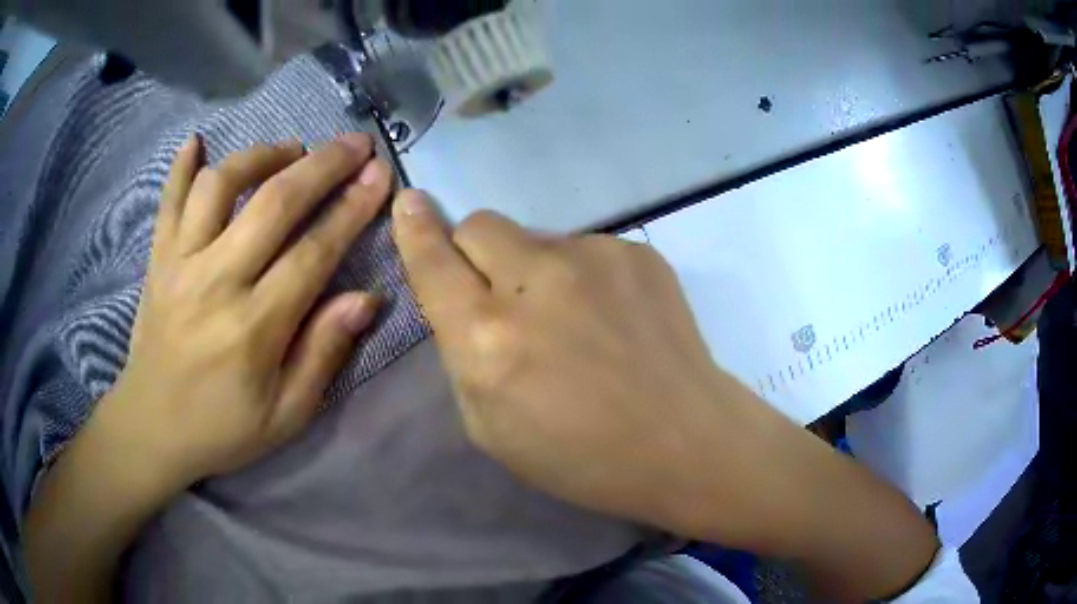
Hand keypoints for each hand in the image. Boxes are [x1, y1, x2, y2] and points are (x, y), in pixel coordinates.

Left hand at [101, 133, 392, 486]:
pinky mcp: (157, 259)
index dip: (352, 209)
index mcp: (253, 327)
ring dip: (261, 156)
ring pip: (220, 185)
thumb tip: (366, 298)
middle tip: (354, 143)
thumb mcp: (286, 415)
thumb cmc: (222, 428)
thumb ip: (323, 353)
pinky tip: (197, 141)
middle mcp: (215, 281)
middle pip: (273, 203)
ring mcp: (180, 263)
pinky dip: (181, 166)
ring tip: (290, 150)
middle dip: (322, 165)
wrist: (152, 428)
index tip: (381, 175)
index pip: (313, 252)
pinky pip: (168, 200)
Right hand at [392, 192, 939, 600]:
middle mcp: (535, 283)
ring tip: (577, 322)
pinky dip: (584, 277)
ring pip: (536, 238)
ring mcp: (593, 257)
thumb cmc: (582, 456)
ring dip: (535, 270)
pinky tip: (614, 319)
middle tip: (502, 293)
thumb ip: (464, 354)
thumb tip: (462, 299)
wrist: (685, 441)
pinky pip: (586, 250)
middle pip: (481, 225)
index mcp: (487, 340)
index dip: (415, 229)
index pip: (434, 262)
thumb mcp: (490, 426)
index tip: (409, 203)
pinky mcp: (636, 251)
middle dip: (476, 251)